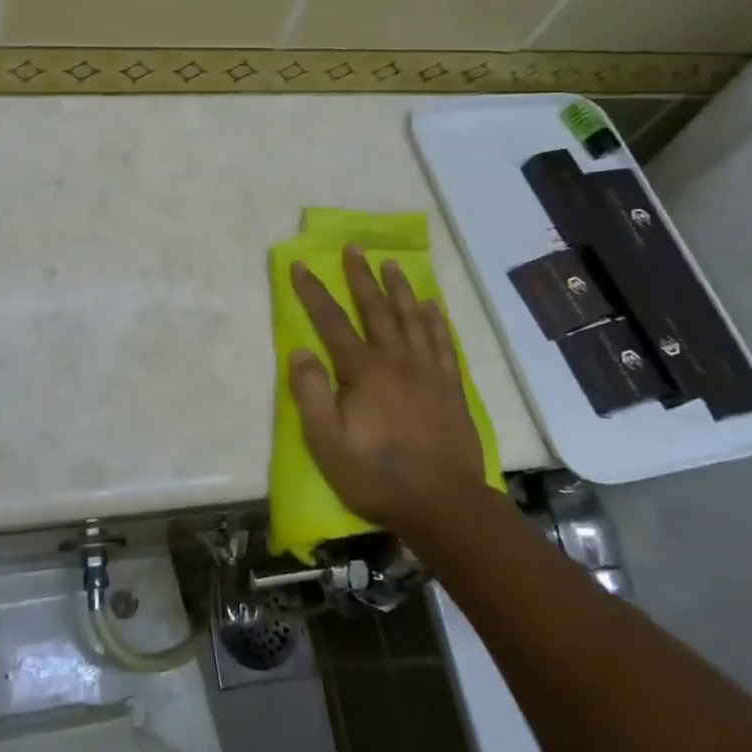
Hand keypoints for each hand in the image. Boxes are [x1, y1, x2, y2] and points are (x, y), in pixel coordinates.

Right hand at [288, 245, 489, 533]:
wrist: (445, 505)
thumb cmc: (378, 476)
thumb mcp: (328, 444)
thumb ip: (311, 394)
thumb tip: (300, 351)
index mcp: (364, 372)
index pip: (332, 322)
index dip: (313, 292)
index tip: (299, 265)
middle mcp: (397, 360)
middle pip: (376, 309)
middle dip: (361, 276)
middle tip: (354, 247)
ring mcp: (428, 372)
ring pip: (412, 318)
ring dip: (399, 288)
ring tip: (391, 264)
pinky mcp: (451, 387)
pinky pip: (442, 342)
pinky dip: (435, 320)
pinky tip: (432, 306)